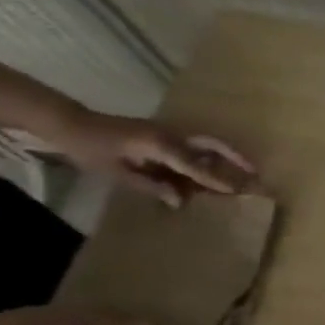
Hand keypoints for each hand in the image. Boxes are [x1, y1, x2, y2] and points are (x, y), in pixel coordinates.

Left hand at [51, 108, 255, 206]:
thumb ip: (151, 185)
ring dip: (225, 157)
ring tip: (241, 173)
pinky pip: (192, 147)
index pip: (196, 165)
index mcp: (160, 144)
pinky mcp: (163, 135)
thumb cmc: (90, 149)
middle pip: (213, 144)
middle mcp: (171, 135)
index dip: (216, 179)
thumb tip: (181, 200)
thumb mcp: (117, 172)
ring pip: (206, 144)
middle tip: (256, 172)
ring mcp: (168, 133)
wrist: (69, 124)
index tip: (238, 190)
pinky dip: (206, 158)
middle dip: (236, 158)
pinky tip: (209, 171)